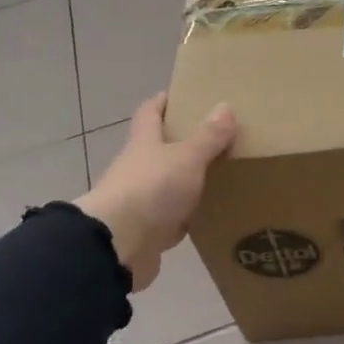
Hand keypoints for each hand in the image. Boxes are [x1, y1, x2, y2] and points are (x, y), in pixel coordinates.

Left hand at [76, 94, 236, 290]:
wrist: (118, 247)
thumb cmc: (151, 190)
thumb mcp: (186, 158)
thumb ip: (207, 137)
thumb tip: (225, 106)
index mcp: (144, 144)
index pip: (150, 113)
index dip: (164, 102)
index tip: (183, 95)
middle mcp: (139, 168)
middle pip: (160, 149)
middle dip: (184, 142)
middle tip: (218, 137)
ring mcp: (142, 201)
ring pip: (169, 184)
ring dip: (189, 180)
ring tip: (223, 174)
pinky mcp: (149, 231)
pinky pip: (174, 217)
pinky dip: (190, 215)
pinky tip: (212, 214)